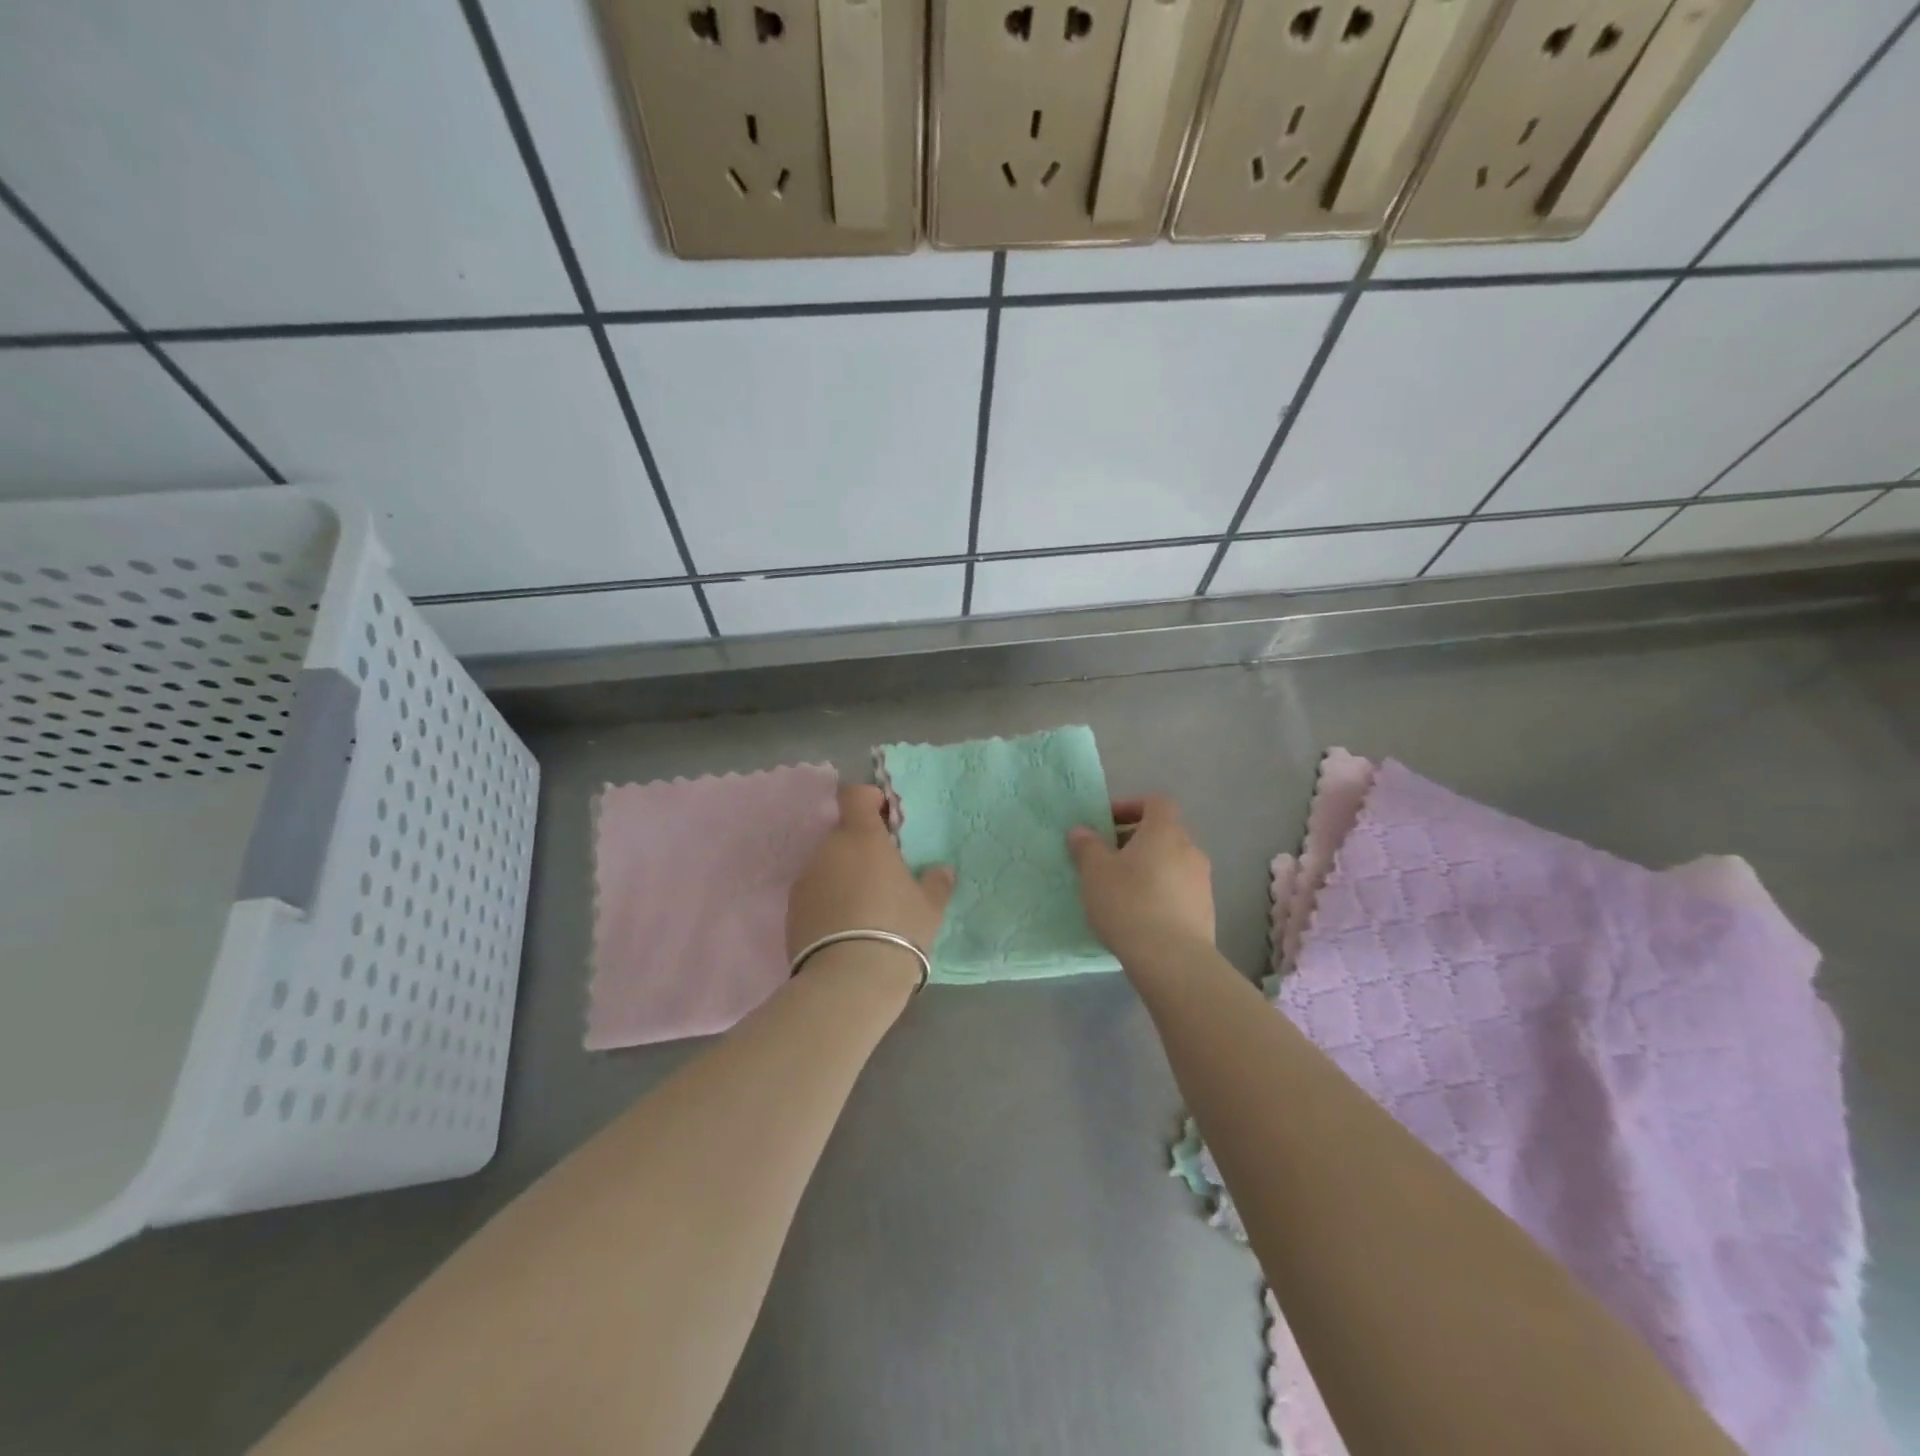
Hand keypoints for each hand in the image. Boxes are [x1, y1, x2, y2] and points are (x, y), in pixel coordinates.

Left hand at [788, 784, 955, 961]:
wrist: (848, 981)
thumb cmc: (898, 929)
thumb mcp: (930, 907)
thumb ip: (936, 882)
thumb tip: (942, 870)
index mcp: (861, 837)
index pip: (855, 794)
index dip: (870, 799)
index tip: (888, 818)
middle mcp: (827, 850)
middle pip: (844, 834)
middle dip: (863, 848)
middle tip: (886, 875)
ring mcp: (805, 880)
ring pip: (828, 865)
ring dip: (844, 876)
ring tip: (866, 908)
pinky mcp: (791, 912)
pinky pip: (815, 894)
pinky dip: (829, 902)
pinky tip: (847, 930)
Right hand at [1067, 795, 1214, 964]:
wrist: (1172, 959)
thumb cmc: (1129, 903)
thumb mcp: (1094, 872)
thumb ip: (1087, 846)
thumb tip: (1082, 831)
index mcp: (1165, 831)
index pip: (1156, 803)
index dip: (1131, 807)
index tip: (1107, 824)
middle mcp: (1190, 849)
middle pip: (1164, 833)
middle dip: (1135, 841)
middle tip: (1108, 860)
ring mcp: (1202, 882)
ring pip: (1172, 863)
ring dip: (1149, 869)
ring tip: (1122, 891)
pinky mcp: (1206, 911)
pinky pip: (1179, 891)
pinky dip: (1161, 894)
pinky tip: (1140, 917)